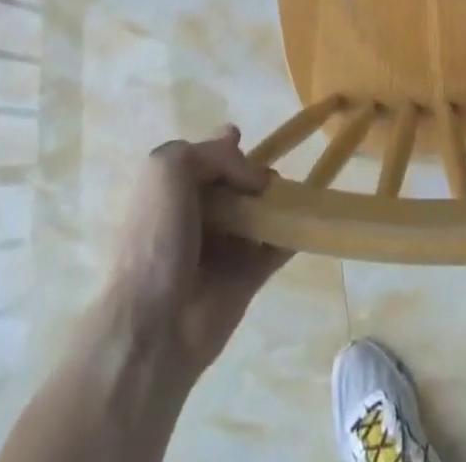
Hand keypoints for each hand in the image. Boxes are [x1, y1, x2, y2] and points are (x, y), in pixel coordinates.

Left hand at [104, 126, 291, 375]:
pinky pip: (277, 246)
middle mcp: (199, 215)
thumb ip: (211, 153)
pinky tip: (309, 215)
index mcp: (173, 191)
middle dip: (255, 173)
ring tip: (286, 195)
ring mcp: (225, 246)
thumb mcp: (169, 170)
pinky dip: (295, 231)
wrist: (156, 325)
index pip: (205, 158)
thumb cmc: (157, 239)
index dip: (224, 147)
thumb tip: (249, 170)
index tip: (240, 140)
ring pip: (259, 210)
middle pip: (236, 182)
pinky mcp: (249, 275)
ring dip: (278, 198)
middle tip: (264, 179)